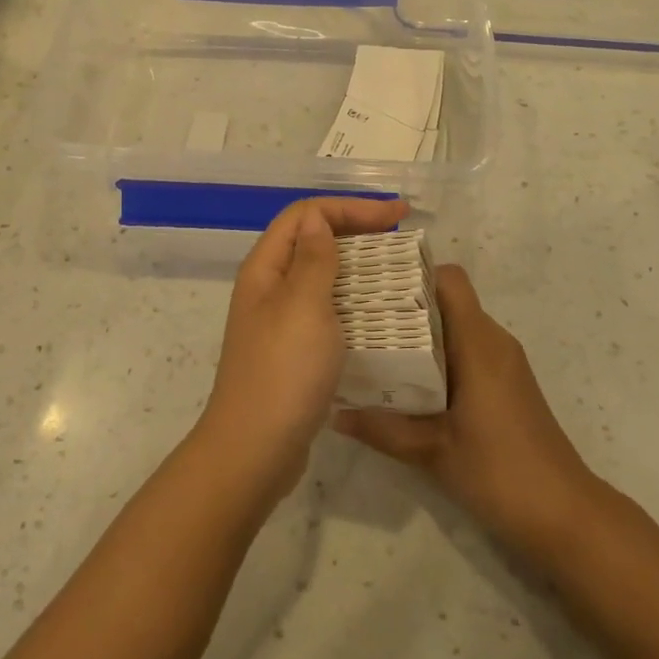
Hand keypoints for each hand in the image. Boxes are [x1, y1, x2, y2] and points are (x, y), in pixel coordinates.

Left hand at [199, 196, 409, 501]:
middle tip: (403, 235)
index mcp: (266, 268)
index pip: (306, 215)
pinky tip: (379, 314)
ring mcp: (280, 320)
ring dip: (358, 265)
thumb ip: (314, 258)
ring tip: (397, 269)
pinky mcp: (294, 350)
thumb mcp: (304, 306)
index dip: (351, 207)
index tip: (398, 215)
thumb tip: (317, 219)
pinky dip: (353, 301)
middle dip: (357, 229)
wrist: (256, 450)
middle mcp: (270, 288)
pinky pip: (327, 309)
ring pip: (322, 276)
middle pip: (313, 240)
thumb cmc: (283, 371)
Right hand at [334, 265, 598, 557]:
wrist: (565, 515)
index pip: (449, 279)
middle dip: (404, 304)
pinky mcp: (506, 384)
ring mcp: (503, 363)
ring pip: (456, 326)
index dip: (412, 274)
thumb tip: (333, 412)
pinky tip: (407, 381)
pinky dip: (437, 355)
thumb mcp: (432, 452)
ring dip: (419, 333)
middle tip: (360, 318)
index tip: (374, 286)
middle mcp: (493, 341)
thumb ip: (382, 428)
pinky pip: (466, 350)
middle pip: (447, 300)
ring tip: (374, 347)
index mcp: (479, 343)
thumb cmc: (501, 472)